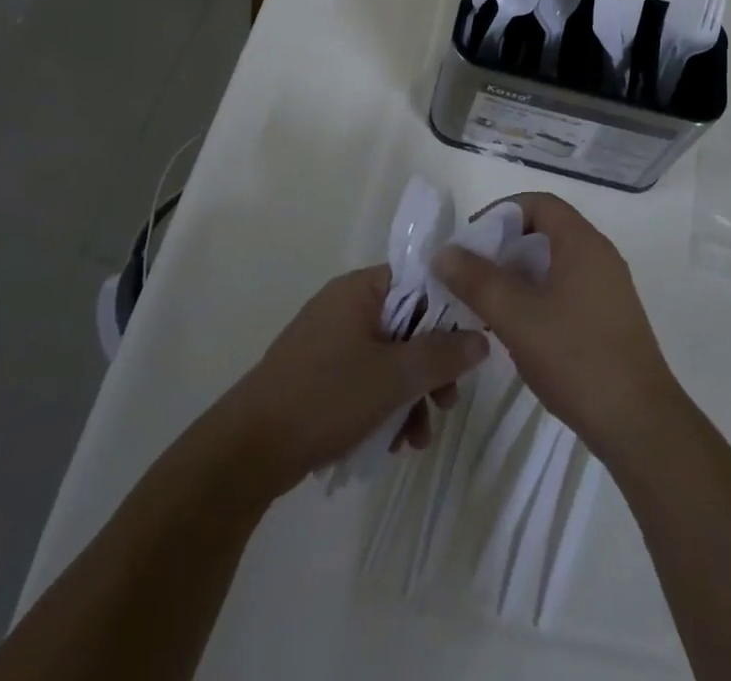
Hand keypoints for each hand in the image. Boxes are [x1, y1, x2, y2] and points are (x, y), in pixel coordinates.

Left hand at [223, 266, 487, 496]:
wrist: (249, 450)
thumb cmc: (326, 397)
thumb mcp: (393, 377)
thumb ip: (442, 355)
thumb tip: (481, 337)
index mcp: (359, 290)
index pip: (418, 281)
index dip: (447, 312)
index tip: (467, 349)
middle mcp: (345, 306)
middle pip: (408, 324)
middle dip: (431, 368)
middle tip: (447, 403)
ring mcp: (329, 341)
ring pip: (389, 358)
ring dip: (410, 395)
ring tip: (417, 439)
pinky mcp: (319, 374)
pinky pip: (366, 378)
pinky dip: (384, 405)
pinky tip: (393, 444)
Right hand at [432, 192, 682, 462]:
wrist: (640, 425)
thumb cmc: (577, 358)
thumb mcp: (517, 317)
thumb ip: (477, 281)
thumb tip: (443, 252)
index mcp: (583, 244)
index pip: (539, 204)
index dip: (501, 212)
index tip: (471, 240)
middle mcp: (599, 257)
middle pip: (544, 233)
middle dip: (504, 249)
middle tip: (472, 276)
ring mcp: (607, 290)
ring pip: (552, 266)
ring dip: (517, 278)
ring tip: (486, 305)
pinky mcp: (608, 321)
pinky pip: (564, 292)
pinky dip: (536, 299)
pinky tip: (516, 332)